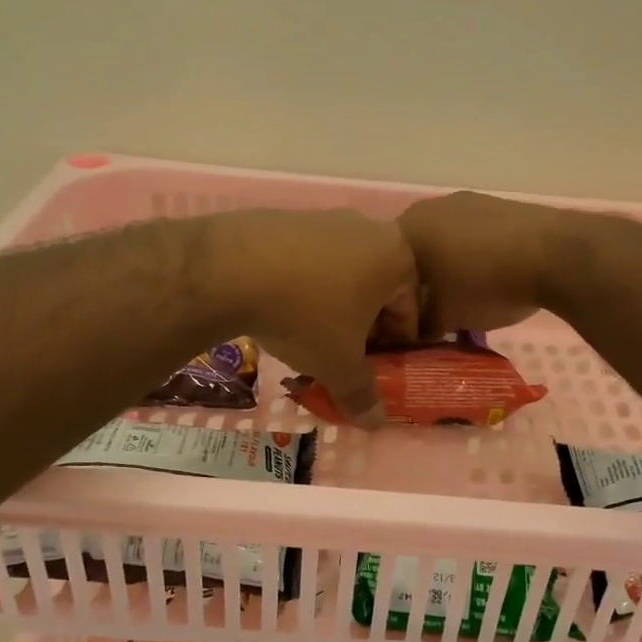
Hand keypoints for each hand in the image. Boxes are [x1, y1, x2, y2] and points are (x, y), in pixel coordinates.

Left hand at [206, 209, 417, 428]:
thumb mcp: (338, 365)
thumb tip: (377, 424)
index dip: (394, 348)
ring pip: (343, 272)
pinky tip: (281, 305)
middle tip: (343, 353)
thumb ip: (362, 395)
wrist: (231, 268)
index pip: (410, 313)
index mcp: (398, 258)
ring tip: (308, 332)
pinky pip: (310, 258)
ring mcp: (328, 218)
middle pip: (378, 288)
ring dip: (335, 303)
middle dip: (364, 323)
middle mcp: (371, 228)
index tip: (374, 370)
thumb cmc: (306, 316)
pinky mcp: (290, 217)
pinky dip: (305, 283)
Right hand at [397, 192, 565, 336]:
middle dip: (419, 284)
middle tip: (431, 314)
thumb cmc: (485, 285)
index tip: (404, 325)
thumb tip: (408, 336)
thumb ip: (417, 328)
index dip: (390, 300)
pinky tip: (490, 279)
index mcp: (405, 229)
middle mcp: (429, 208)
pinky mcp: (498, 206)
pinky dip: (474, 257)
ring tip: (463, 298)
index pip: (381, 269)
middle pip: (413, 253)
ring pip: (444, 243)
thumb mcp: (444, 318)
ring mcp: (466, 202)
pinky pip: (473, 237)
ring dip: (447, 269)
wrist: (555, 254)